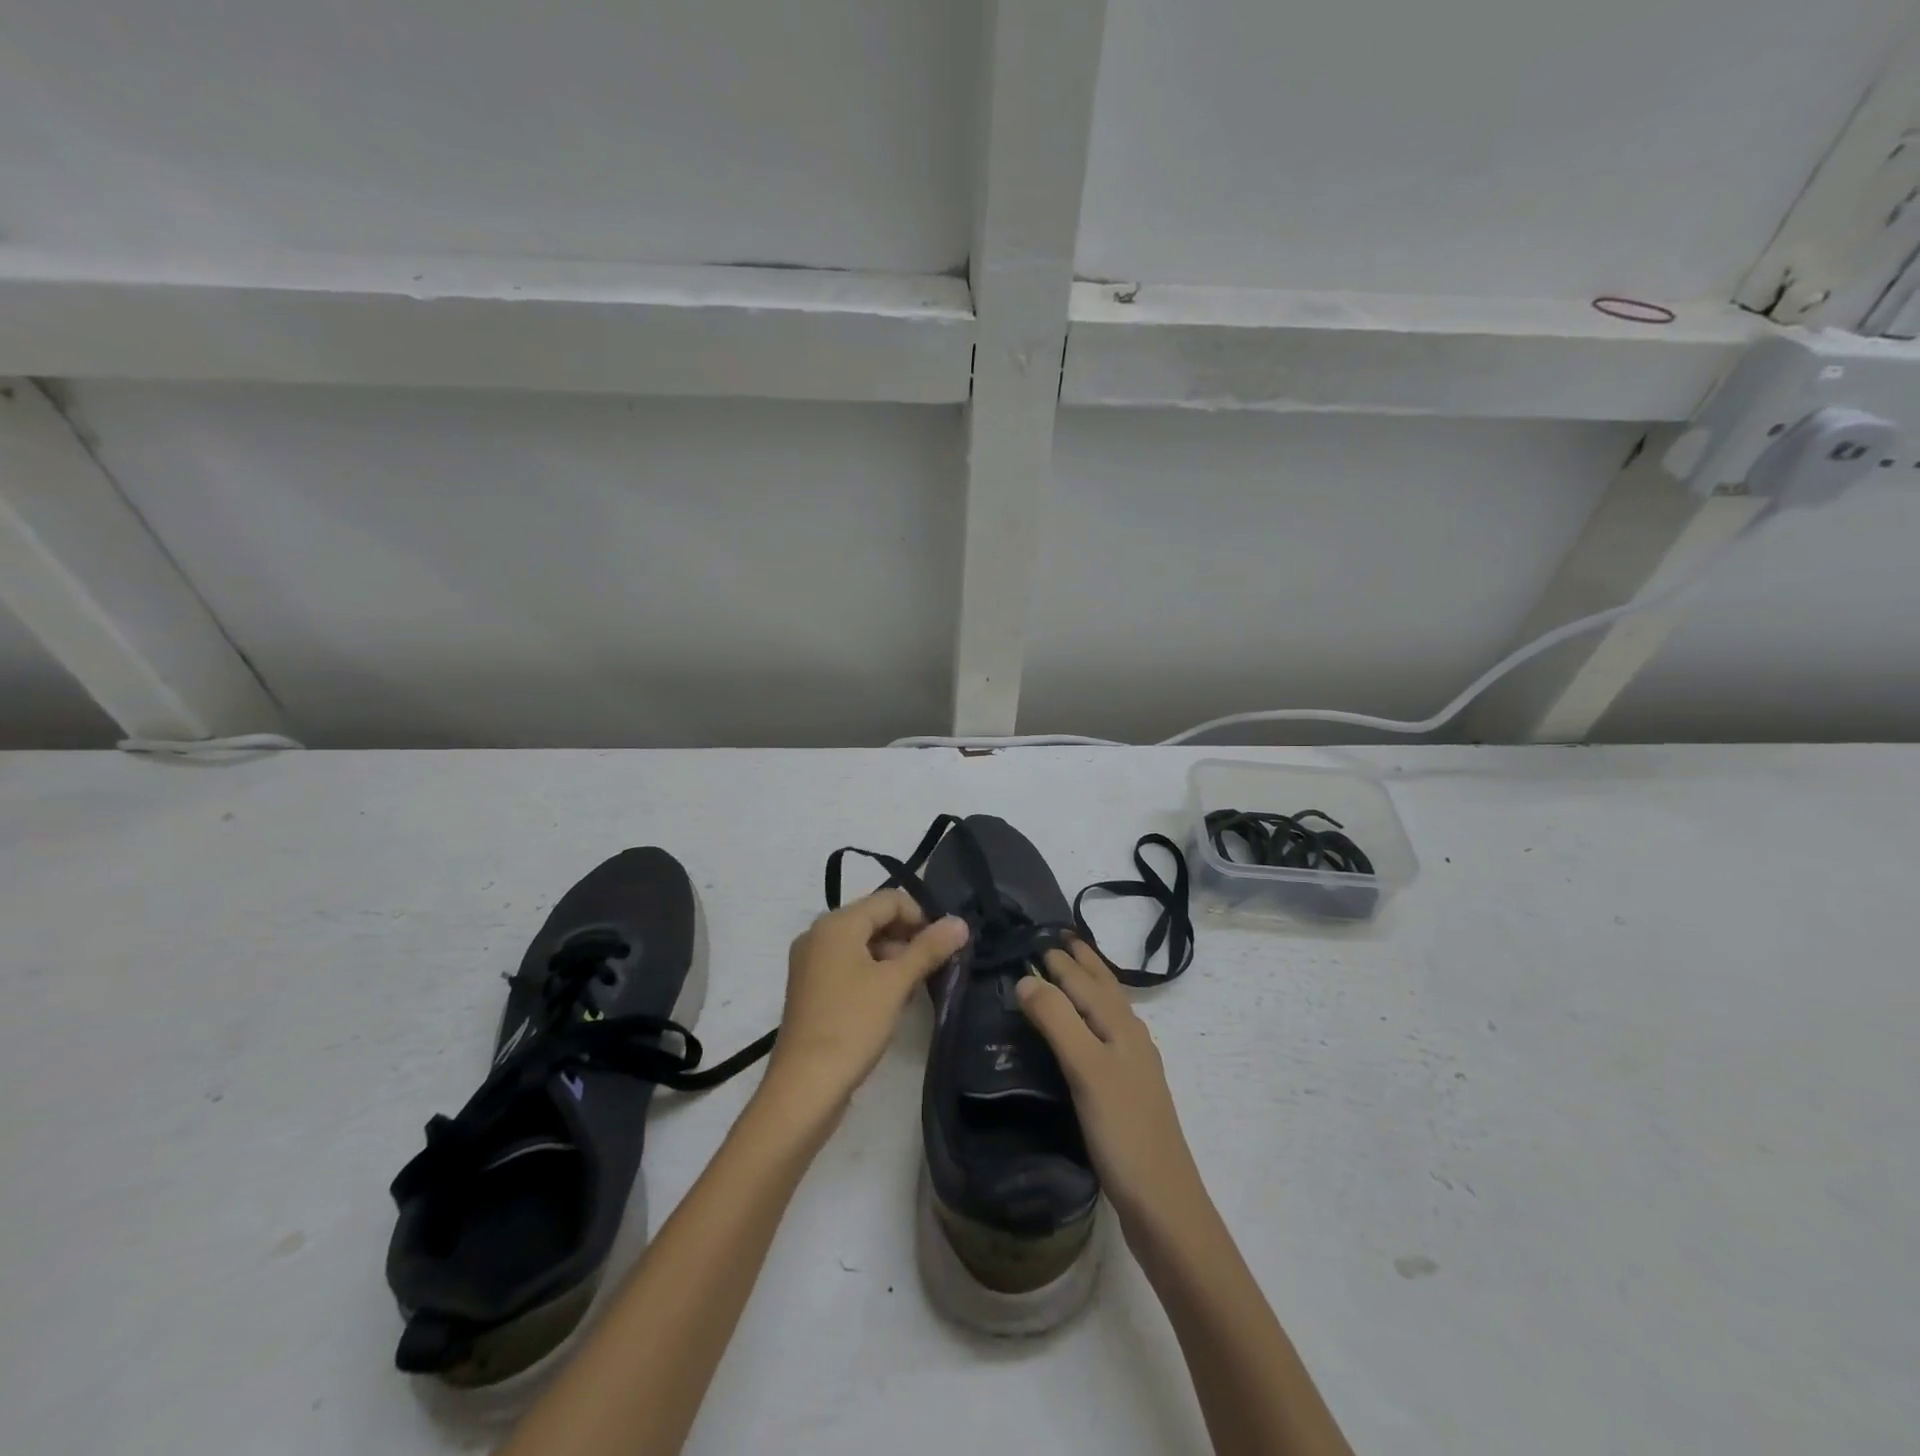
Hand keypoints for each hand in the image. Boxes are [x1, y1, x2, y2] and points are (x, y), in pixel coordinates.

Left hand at [765, 889, 968, 1107]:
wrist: (805, 1087)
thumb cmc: (852, 1025)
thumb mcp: (896, 983)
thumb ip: (929, 948)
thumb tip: (960, 922)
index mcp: (836, 924)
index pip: (888, 900)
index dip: (921, 916)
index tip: (944, 945)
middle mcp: (818, 935)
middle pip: (874, 919)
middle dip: (907, 937)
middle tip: (934, 966)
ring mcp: (811, 963)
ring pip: (862, 944)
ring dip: (893, 957)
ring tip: (915, 987)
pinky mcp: (811, 989)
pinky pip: (848, 966)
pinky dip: (873, 973)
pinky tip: (891, 1000)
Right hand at [1016, 940, 1208, 1234]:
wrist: (1164, 1206)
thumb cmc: (1123, 1132)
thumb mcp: (1086, 1069)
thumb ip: (1057, 1020)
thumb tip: (1026, 977)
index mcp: (1121, 1026)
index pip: (1085, 980)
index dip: (1061, 958)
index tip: (1037, 934)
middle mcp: (1130, 1037)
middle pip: (1104, 988)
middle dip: (1082, 962)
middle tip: (1056, 938)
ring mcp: (1132, 1065)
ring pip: (1107, 1011)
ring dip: (1088, 986)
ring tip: (1069, 971)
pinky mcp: (1126, 1091)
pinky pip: (1105, 1036)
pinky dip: (1090, 1018)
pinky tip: (1084, 1033)